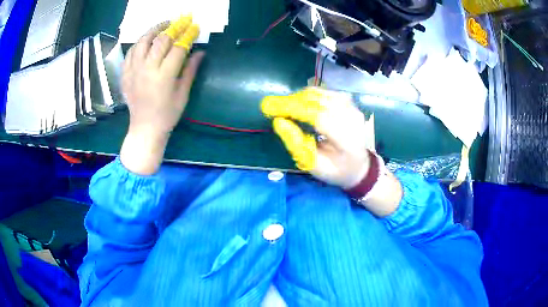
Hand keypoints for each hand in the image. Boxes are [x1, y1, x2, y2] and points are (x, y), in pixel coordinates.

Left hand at [120, 16, 204, 174]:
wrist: (145, 128)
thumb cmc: (167, 114)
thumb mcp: (183, 94)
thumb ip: (190, 70)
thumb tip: (200, 52)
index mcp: (164, 76)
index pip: (178, 48)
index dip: (188, 36)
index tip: (194, 27)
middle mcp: (147, 69)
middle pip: (160, 40)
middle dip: (173, 28)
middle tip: (180, 22)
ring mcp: (133, 71)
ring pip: (142, 42)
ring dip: (153, 30)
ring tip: (162, 26)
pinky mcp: (125, 75)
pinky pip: (130, 53)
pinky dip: (139, 44)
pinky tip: (145, 41)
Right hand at [261, 87, 373, 188]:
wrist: (358, 166)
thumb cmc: (335, 170)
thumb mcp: (314, 166)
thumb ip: (297, 145)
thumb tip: (279, 122)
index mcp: (347, 141)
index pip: (319, 118)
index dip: (293, 110)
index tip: (271, 108)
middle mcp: (353, 121)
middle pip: (320, 102)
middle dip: (293, 101)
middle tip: (273, 106)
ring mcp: (353, 110)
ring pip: (322, 94)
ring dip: (300, 97)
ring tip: (285, 106)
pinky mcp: (351, 104)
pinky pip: (327, 93)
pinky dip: (311, 95)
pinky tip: (301, 102)